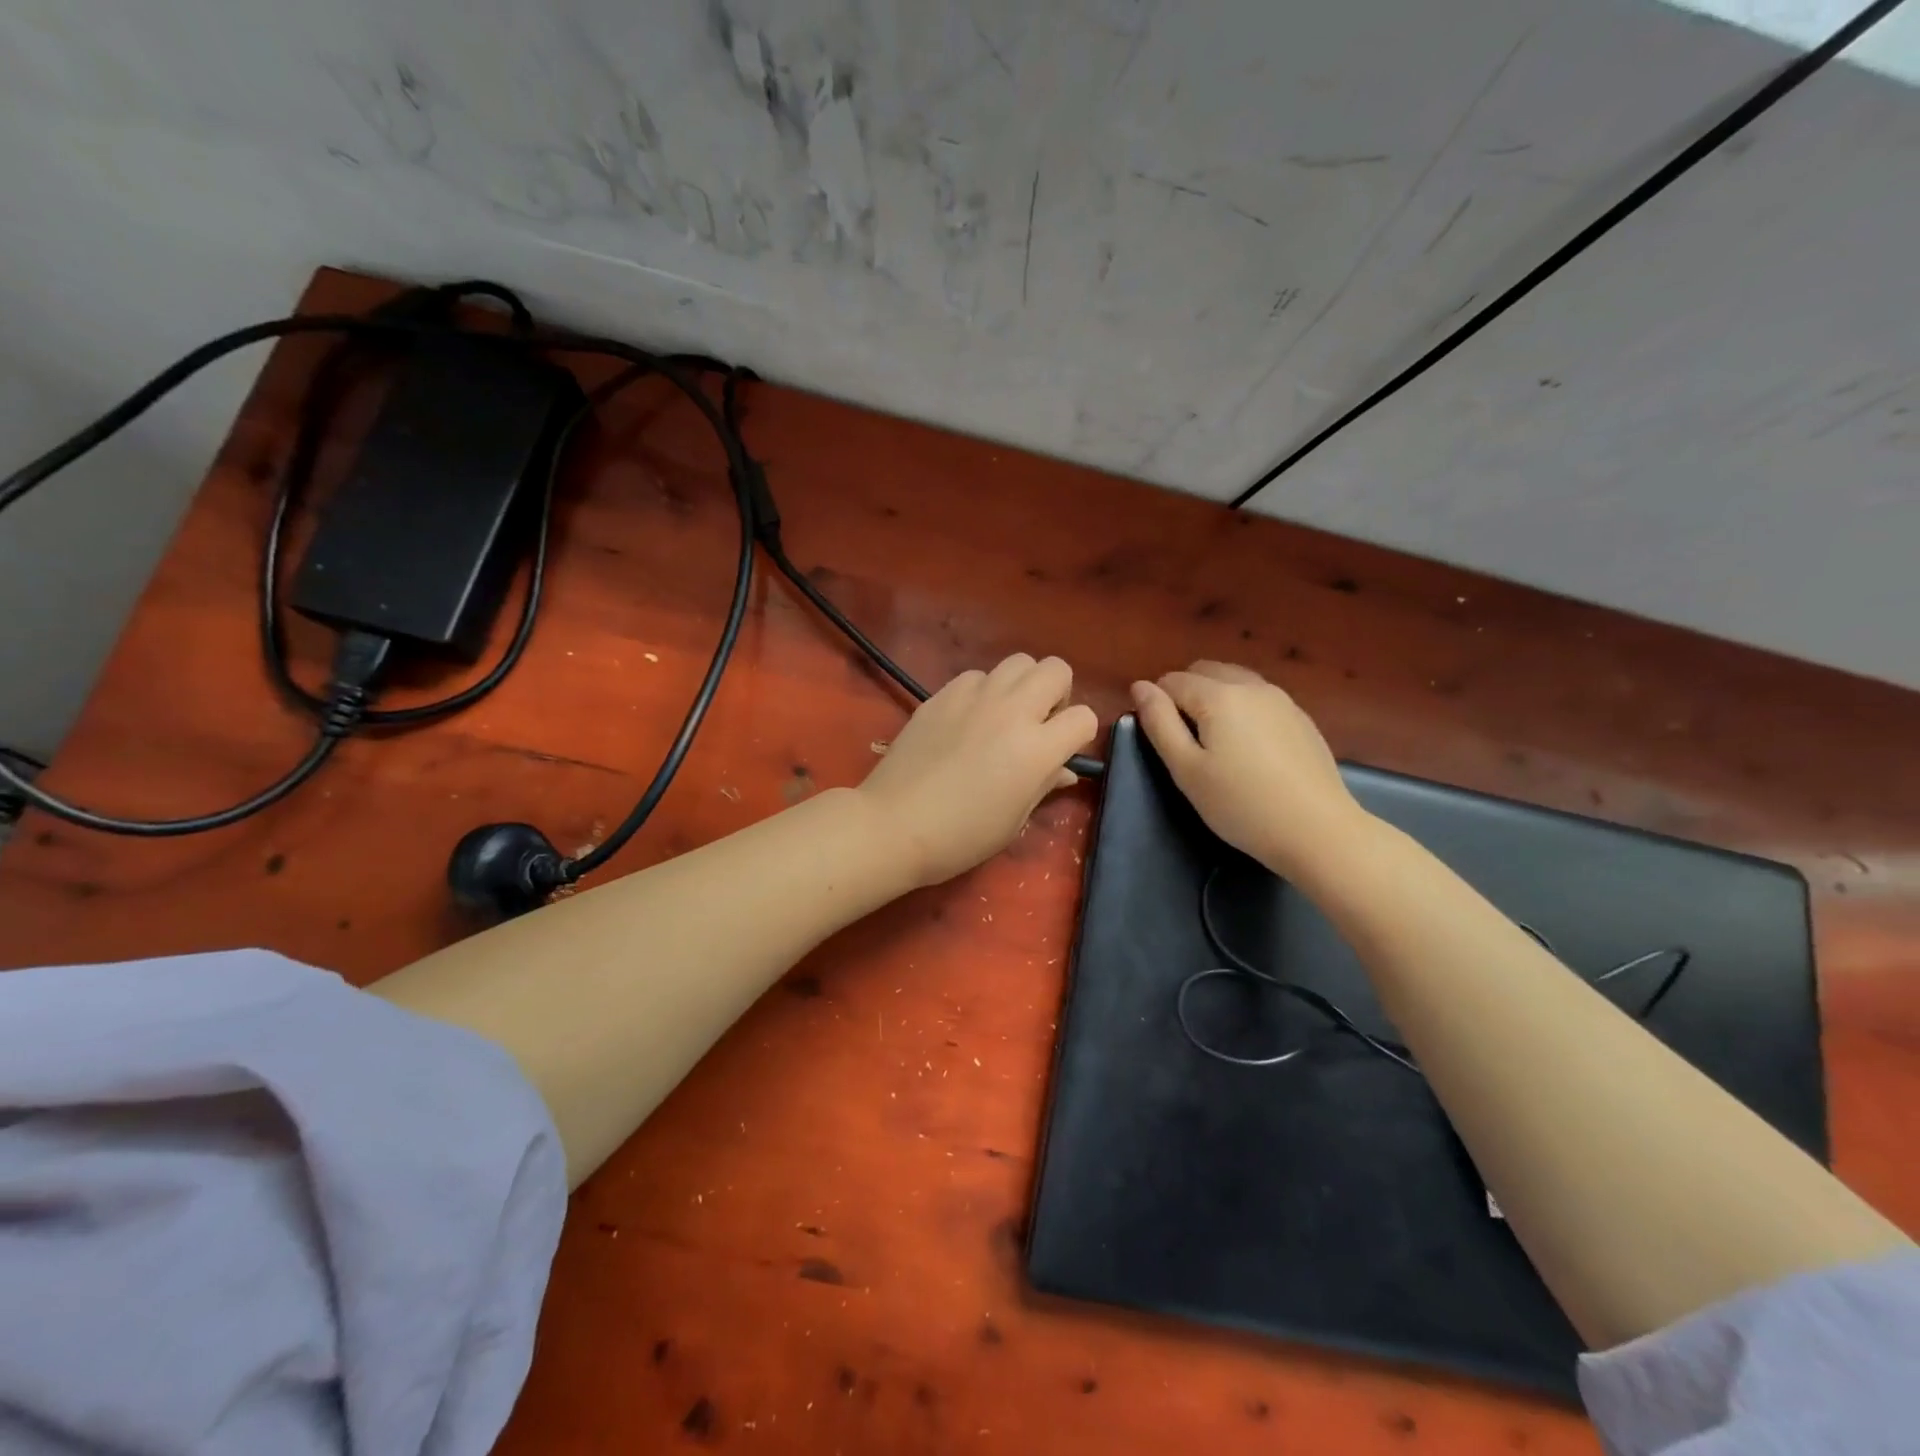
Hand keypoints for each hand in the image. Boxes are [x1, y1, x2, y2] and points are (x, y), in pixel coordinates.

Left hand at [859, 654, 1097, 887]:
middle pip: (1056, 669)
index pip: (1084, 718)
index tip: (1063, 751)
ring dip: (1021, 685)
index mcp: (1037, 749)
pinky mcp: (943, 694)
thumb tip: (1063, 770)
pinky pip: (977, 675)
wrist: (894, 824)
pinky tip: (968, 719)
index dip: (1079, 735)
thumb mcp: (1014, 820)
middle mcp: (1012, 711)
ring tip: (1004, 715)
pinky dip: (983, 691)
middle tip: (1039, 723)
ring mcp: (975, 696)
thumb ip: (1044, 785)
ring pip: (1018, 662)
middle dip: (1058, 693)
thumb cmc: (960, 836)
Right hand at [1130, 661, 1366, 878]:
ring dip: (1215, 698)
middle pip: (1204, 671)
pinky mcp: (1301, 719)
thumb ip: (1159, 723)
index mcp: (1219, 696)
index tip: (1163, 742)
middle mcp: (1251, 686)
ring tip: (1215, 744)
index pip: (1172, 681)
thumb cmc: (1241, 805)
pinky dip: (1242, 709)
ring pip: (1234, 680)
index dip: (1158, 705)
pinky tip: (1249, 750)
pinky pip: (1259, 698)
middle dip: (1185, 694)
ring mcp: (1282, 700)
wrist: (1319, 831)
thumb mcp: (1186, 769)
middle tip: (1185, 741)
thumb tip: (1140, 687)